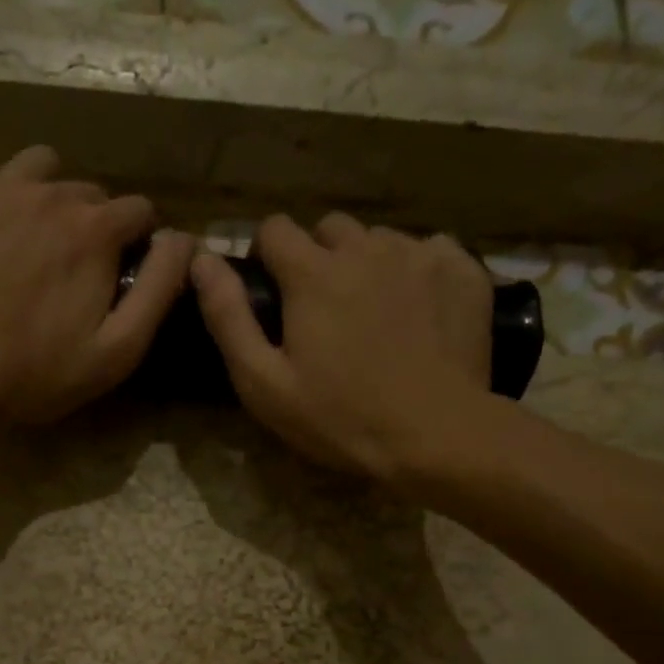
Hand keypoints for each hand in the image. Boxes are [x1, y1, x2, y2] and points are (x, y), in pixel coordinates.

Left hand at [0, 146, 194, 424]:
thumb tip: (186, 240)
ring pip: (40, 172)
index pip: (140, 210)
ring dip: (49, 199)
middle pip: (89, 194)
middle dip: (93, 225)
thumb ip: (159, 289)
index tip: (123, 273)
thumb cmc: (36, 372)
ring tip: (33, 244)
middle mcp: (49, 193)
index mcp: (95, 228)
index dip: (139, 242)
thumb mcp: (117, 349)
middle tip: (73, 272)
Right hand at [190, 212, 499, 482]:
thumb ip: (228, 318)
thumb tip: (202, 259)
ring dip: (367, 265)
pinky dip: (416, 272)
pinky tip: (418, 313)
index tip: (273, 292)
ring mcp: (419, 255)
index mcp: (313, 273)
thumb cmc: (340, 418)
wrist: (436, 435)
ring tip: (374, 314)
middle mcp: (365, 248)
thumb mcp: (265, 383)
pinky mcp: (462, 270)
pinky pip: (429, 250)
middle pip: (330, 228)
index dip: (267, 257)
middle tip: (324, 311)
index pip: (275, 229)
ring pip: (379, 239)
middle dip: (318, 258)